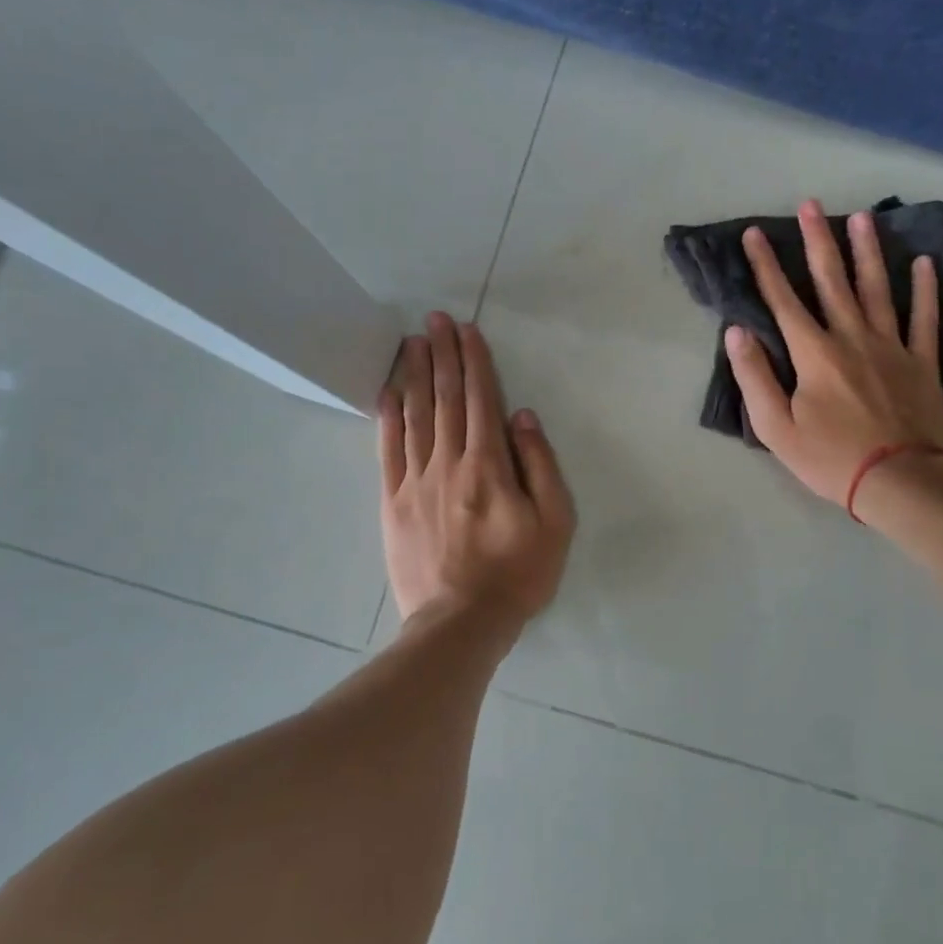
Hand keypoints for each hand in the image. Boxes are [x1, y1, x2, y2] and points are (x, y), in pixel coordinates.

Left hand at [380, 313, 575, 626]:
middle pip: (445, 399)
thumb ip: (540, 465)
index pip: (481, 399)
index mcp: (489, 465)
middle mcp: (449, 463)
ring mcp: (415, 482)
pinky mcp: (393, 503)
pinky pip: (388, 451)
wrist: (460, 623)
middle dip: (442, 355)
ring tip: (412, 342)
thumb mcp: (555, 522)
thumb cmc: (517, 573)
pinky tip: (388, 393)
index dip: (474, 361)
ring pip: (415, 417)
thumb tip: (522, 417)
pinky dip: (388, 418)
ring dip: (415, 375)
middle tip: (434, 320)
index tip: (466, 329)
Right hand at [725, 200, 942, 511]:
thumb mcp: (776, 428)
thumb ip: (755, 377)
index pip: (782, 301)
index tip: (755, 234)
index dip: (766, 265)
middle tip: (811, 205)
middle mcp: (851, 338)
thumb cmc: (830, 459)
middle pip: (831, 281)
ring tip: (861, 217)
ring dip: (867, 251)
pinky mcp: (922, 362)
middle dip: (817, 240)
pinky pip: (924, 318)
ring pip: (877, 289)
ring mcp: (891, 346)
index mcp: (814, 353)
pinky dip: (925, 289)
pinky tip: (923, 262)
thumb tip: (738, 332)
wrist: (900, 481)